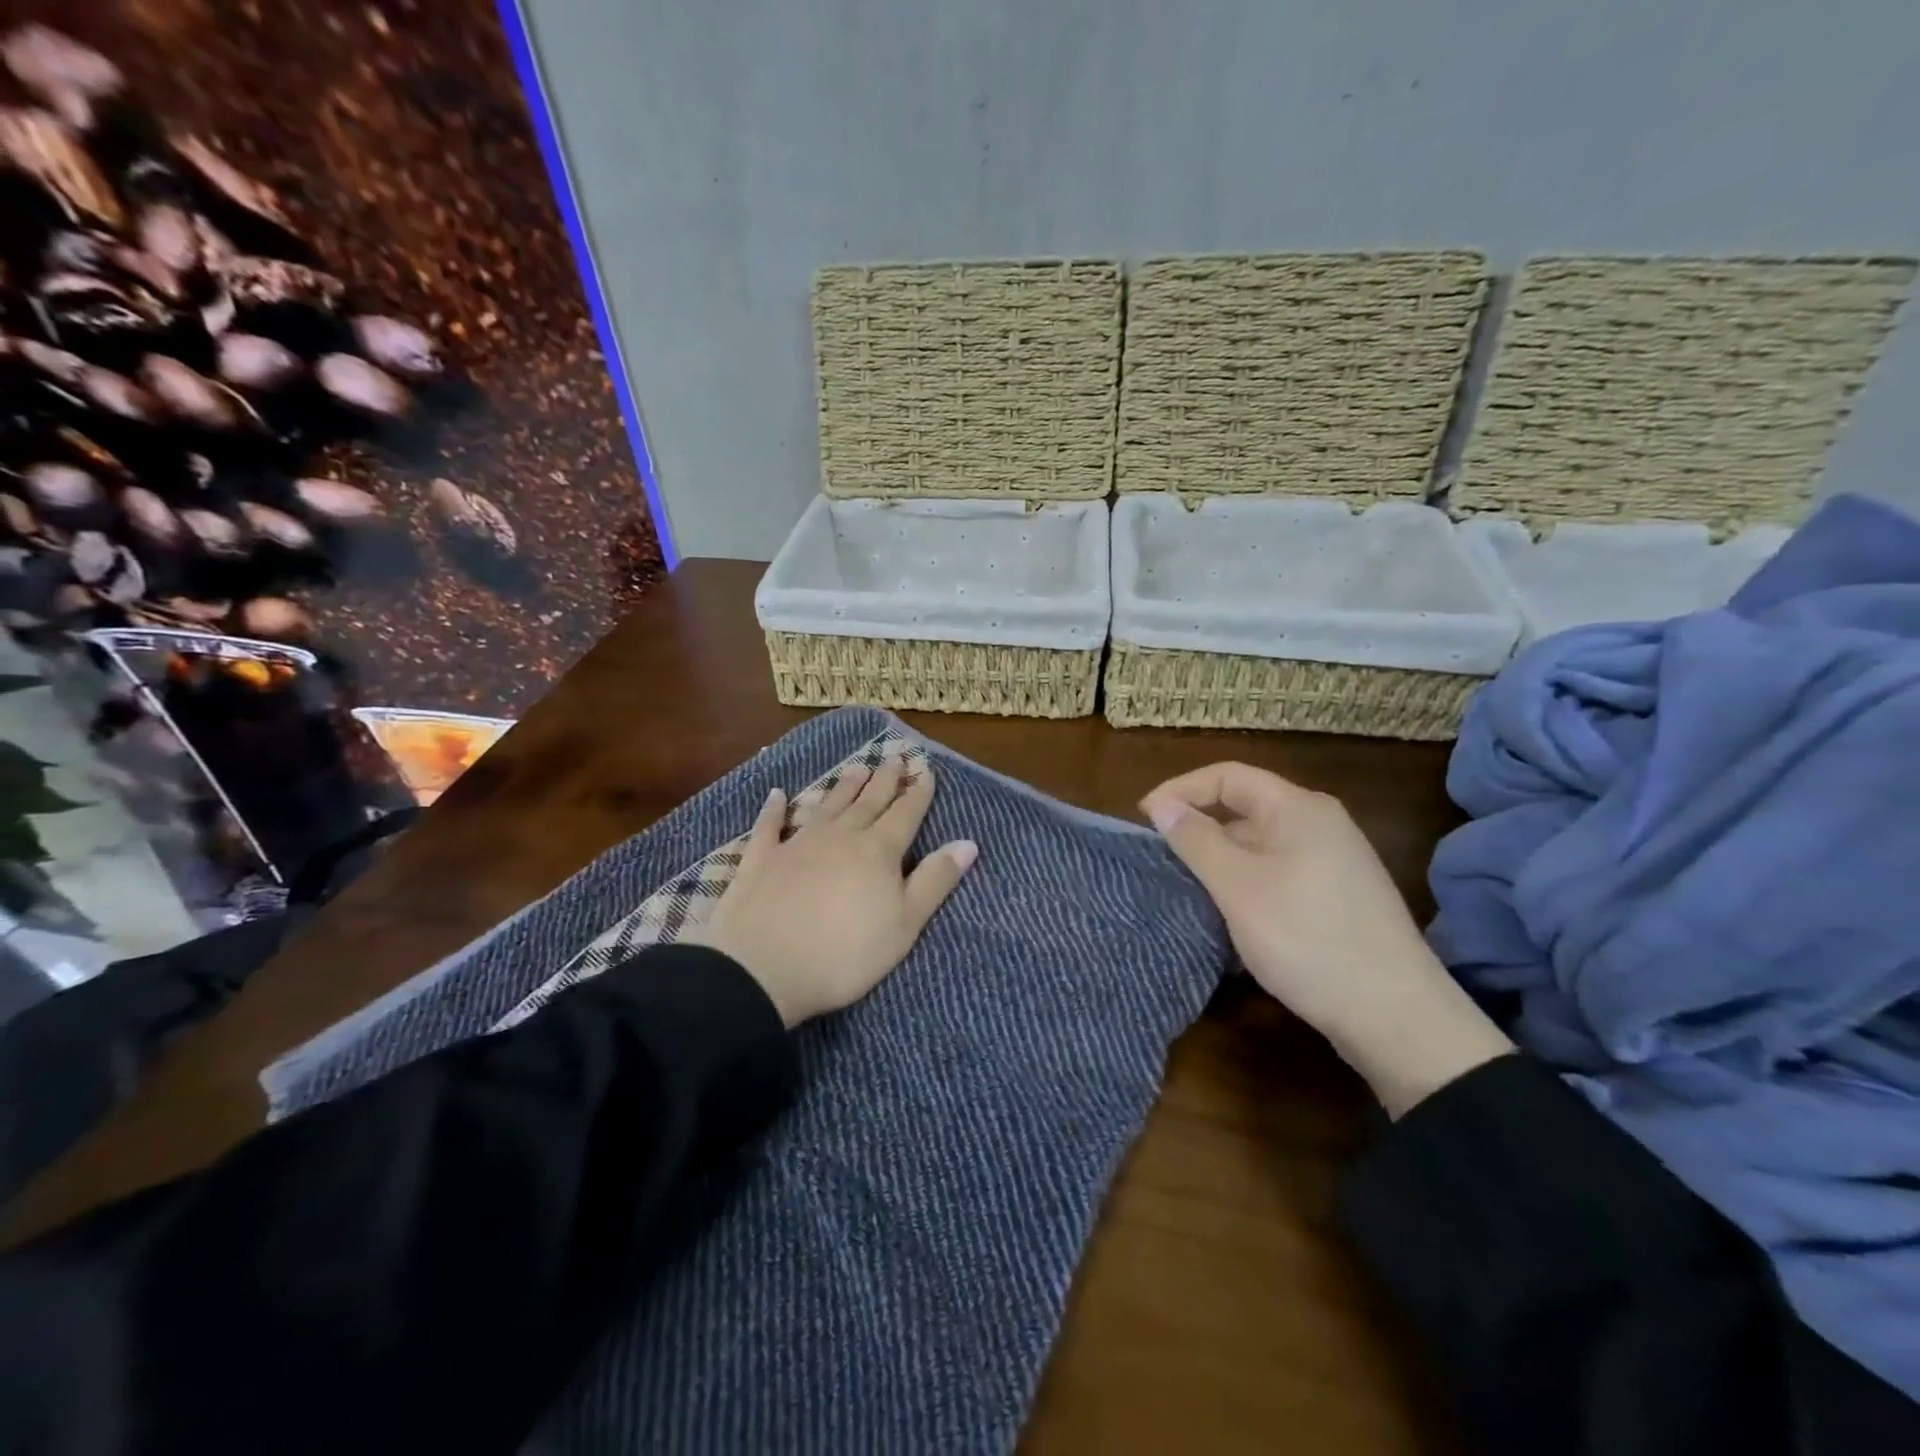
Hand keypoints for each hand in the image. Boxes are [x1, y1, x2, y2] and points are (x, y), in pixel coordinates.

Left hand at [689, 760, 977, 1026]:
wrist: (762, 969)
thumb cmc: (844, 954)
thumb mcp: (904, 925)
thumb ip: (935, 881)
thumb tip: (968, 843)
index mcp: (878, 851)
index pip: (905, 813)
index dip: (918, 792)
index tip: (925, 770)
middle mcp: (840, 836)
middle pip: (868, 802)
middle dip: (884, 780)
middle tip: (894, 758)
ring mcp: (797, 844)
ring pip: (827, 806)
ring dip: (843, 787)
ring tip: (856, 768)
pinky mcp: (760, 859)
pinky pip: (770, 825)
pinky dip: (774, 809)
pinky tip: (777, 795)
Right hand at [1142, 763, 1510, 1116]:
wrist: (1395, 1016)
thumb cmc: (1307, 938)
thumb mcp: (1238, 886)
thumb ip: (1195, 840)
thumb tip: (1162, 806)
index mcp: (1299, 808)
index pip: (1227, 775)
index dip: (1180, 790)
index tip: (1143, 820)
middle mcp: (1320, 824)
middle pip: (1244, 807)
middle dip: (1198, 827)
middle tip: (1160, 858)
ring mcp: (1333, 862)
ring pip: (1259, 845)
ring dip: (1219, 859)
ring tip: (1185, 888)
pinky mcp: (1337, 898)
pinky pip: (1277, 873)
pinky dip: (1244, 883)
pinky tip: (1227, 915)